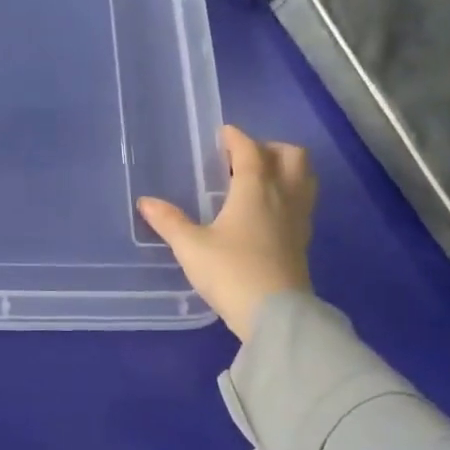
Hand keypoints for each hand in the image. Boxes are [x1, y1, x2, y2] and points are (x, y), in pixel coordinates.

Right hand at [138, 126, 317, 340]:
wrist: (276, 316)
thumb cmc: (231, 272)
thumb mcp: (191, 246)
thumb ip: (169, 221)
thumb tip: (145, 202)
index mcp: (255, 190)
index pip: (251, 150)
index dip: (236, 138)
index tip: (222, 134)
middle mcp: (283, 197)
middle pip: (292, 156)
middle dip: (270, 148)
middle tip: (243, 158)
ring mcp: (298, 219)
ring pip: (304, 178)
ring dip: (285, 169)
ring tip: (258, 180)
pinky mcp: (303, 241)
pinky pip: (302, 202)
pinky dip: (288, 194)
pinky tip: (266, 211)